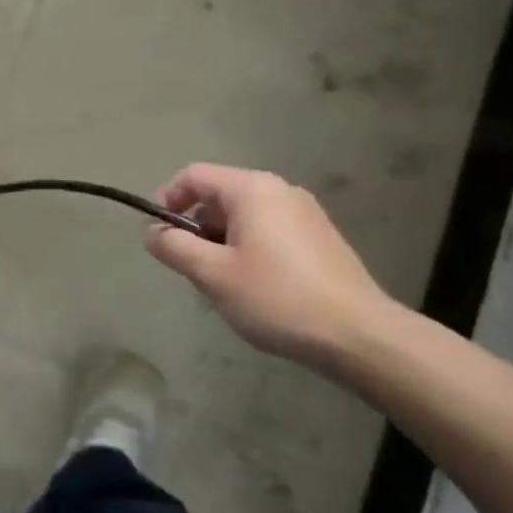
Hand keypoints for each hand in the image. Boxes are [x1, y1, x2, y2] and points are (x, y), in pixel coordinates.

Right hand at [145, 165, 397, 366]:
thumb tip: (152, 232)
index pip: (194, 176)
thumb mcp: (213, 274)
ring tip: (222, 283)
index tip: (158, 234)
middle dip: (195, 227)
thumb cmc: (277, 297)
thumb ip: (174, 247)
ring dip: (221, 242)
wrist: (360, 336)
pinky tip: (255, 288)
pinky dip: (249, 249)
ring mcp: (305, 214)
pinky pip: (269, 232)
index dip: (166, 198)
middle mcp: (280, 191)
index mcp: (252, 190)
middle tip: (190, 267)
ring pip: (244, 217)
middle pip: (219, 196)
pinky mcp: (321, 239)